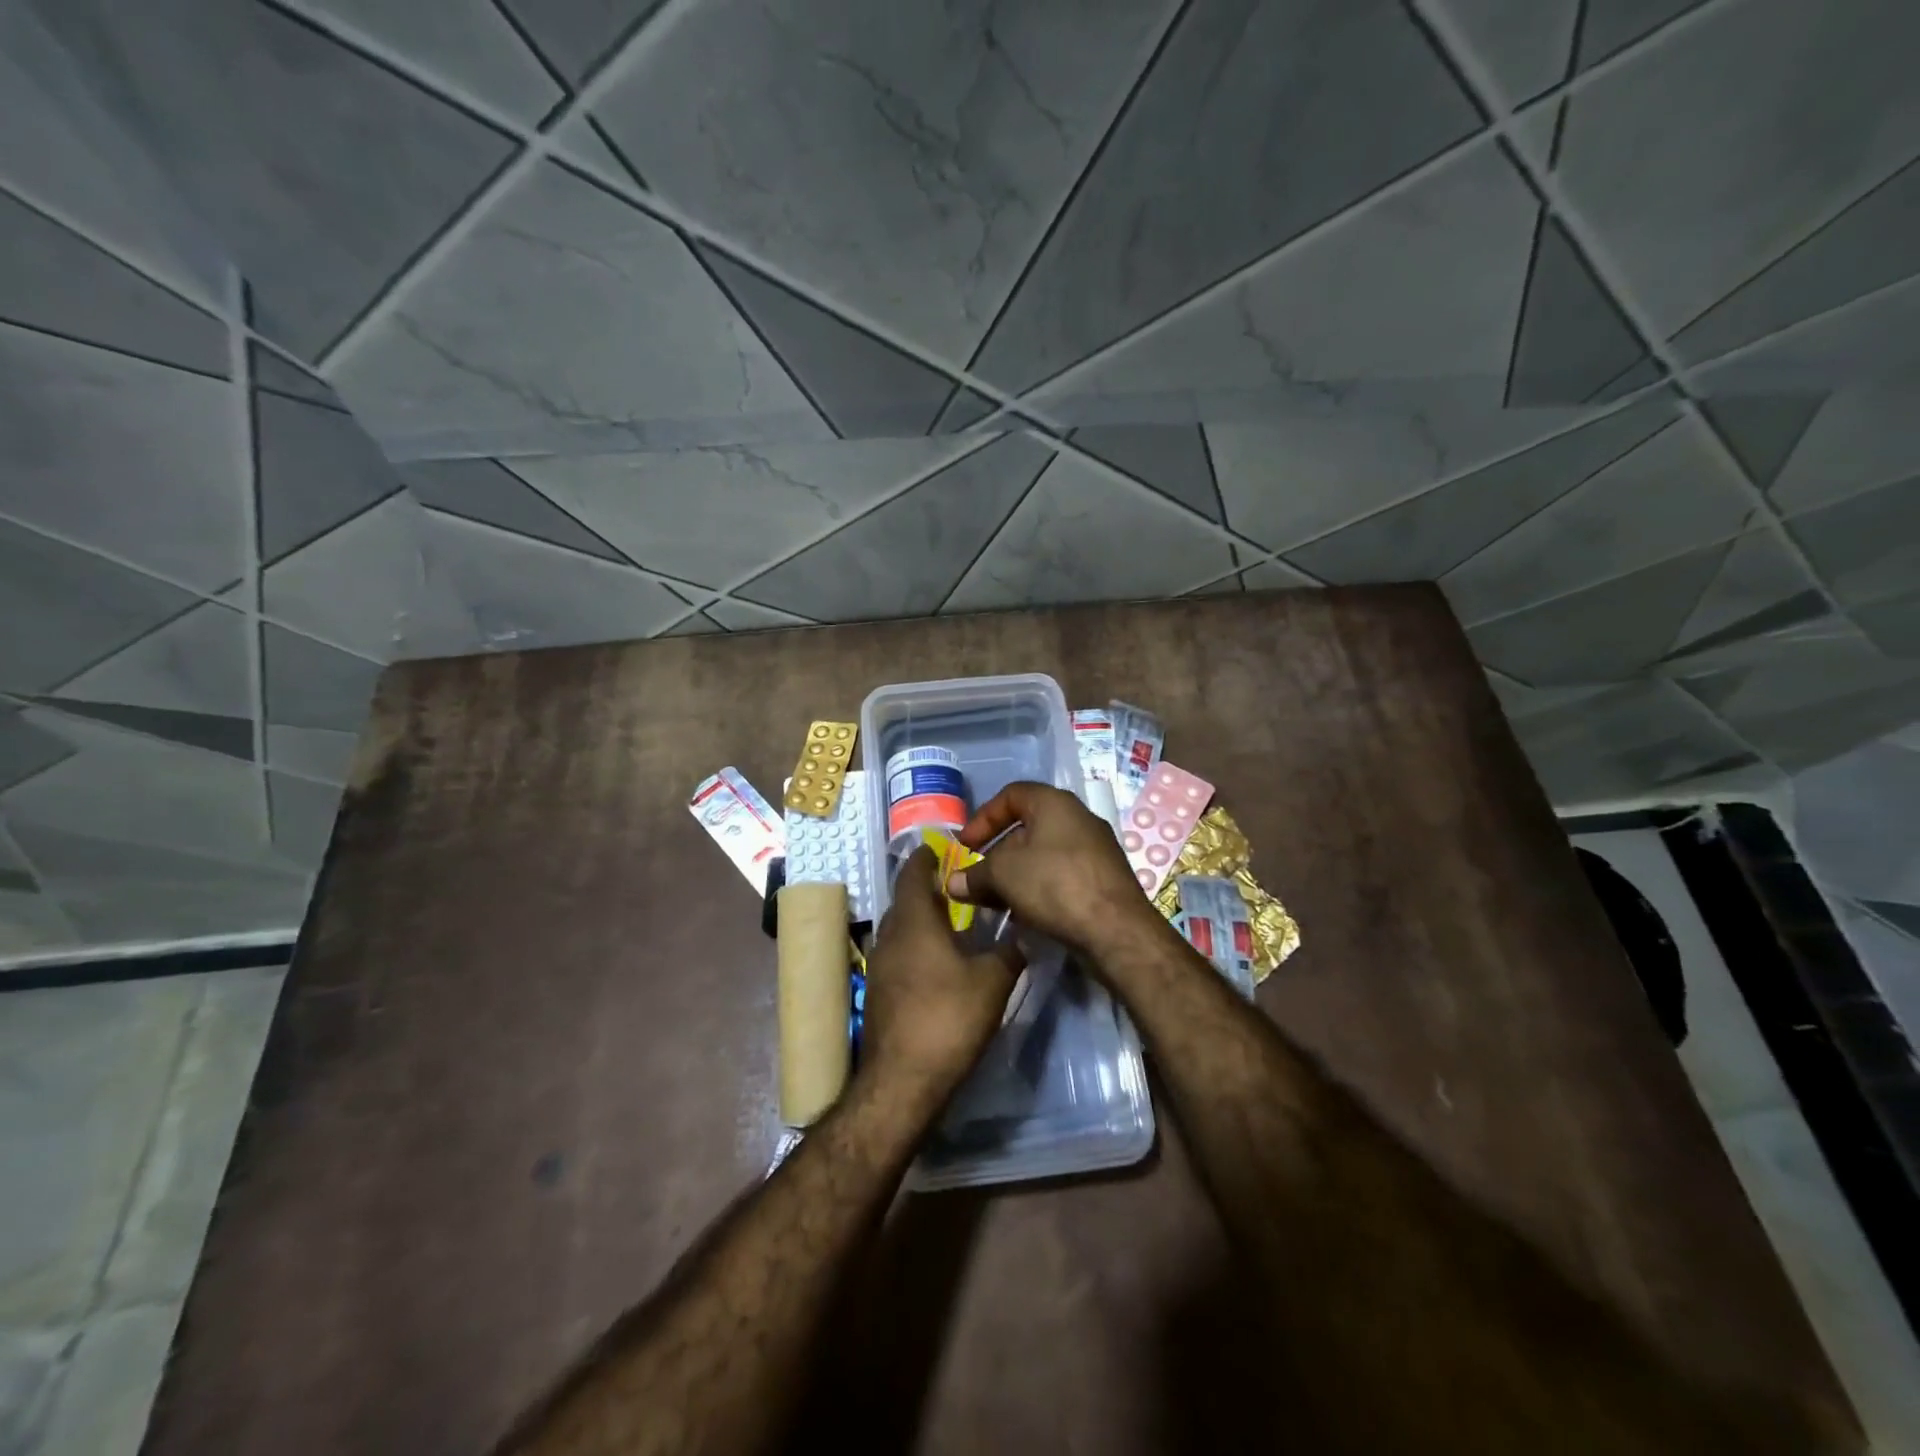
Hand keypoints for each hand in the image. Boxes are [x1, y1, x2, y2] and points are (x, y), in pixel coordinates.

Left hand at [861, 847, 1024, 1099]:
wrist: (902, 1081)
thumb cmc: (948, 1019)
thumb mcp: (992, 982)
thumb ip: (1009, 954)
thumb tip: (1023, 936)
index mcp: (915, 923)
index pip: (913, 875)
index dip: (925, 858)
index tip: (938, 847)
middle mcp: (890, 937)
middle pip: (904, 901)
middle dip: (925, 889)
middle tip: (955, 885)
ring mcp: (878, 966)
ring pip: (899, 929)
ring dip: (920, 920)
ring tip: (950, 922)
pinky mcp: (877, 993)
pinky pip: (897, 954)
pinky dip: (915, 947)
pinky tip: (936, 963)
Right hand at [947, 782, 1161, 957]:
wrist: (1116, 930)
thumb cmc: (1055, 884)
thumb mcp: (1003, 875)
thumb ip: (975, 875)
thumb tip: (953, 883)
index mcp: (1055, 803)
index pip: (1011, 795)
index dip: (983, 817)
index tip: (965, 845)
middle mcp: (1078, 818)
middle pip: (1027, 827)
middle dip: (996, 852)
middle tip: (977, 877)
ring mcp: (1095, 849)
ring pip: (1043, 854)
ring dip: (1015, 874)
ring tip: (995, 900)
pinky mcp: (1103, 879)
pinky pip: (1061, 875)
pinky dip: (1038, 887)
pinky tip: (1024, 913)